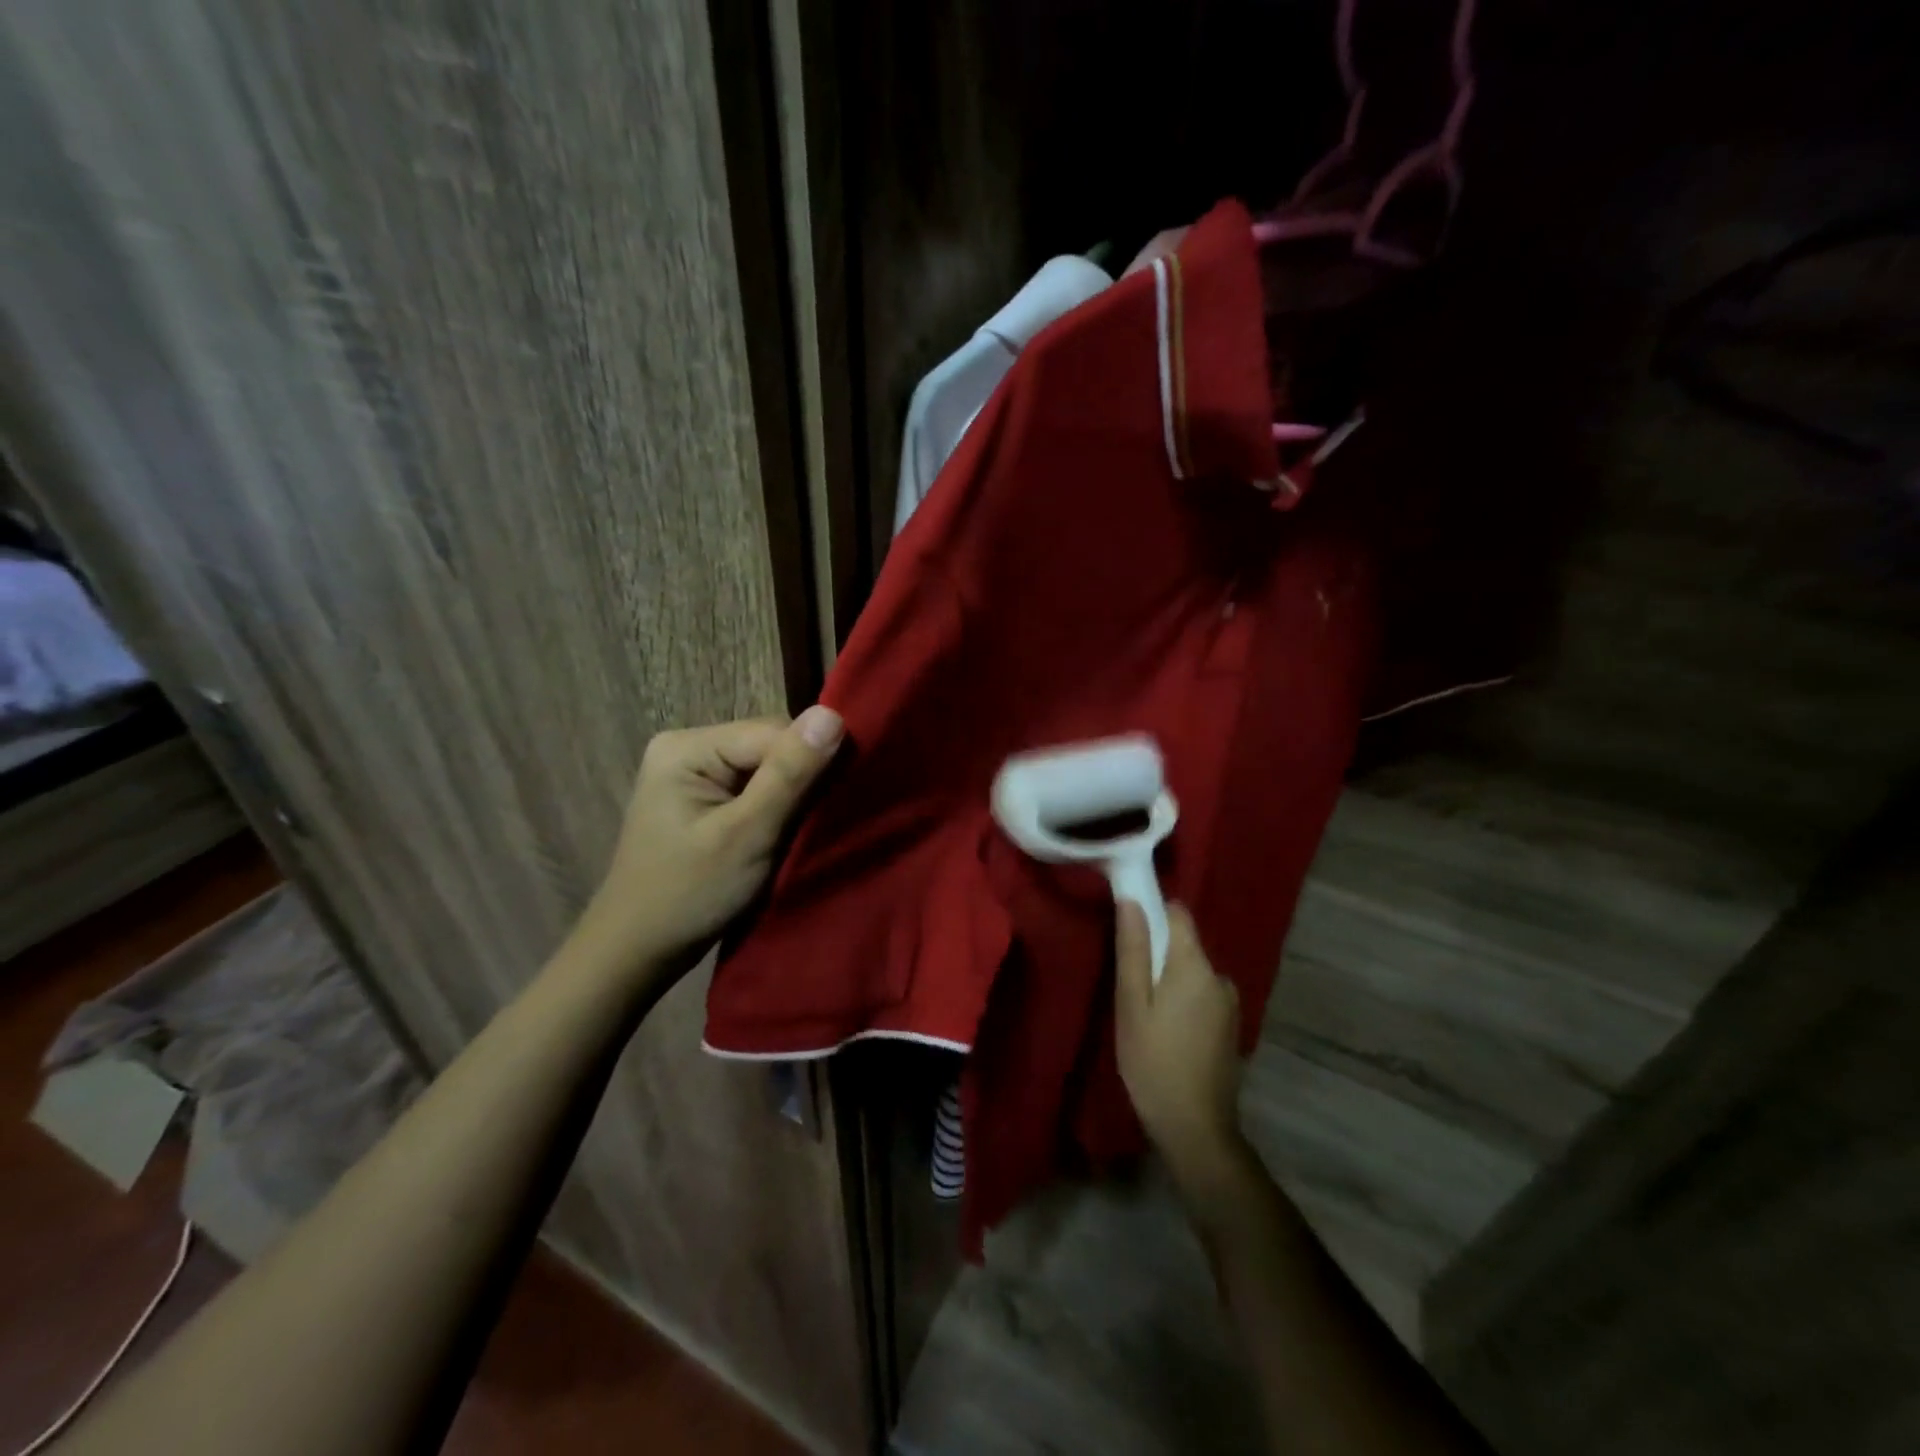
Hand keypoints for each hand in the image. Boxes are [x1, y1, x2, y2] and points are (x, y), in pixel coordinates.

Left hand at [573, 706, 844, 984]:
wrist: (636, 953)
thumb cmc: (689, 895)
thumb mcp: (747, 834)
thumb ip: (790, 774)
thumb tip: (833, 713)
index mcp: (687, 746)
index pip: (774, 731)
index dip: (811, 762)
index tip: (837, 804)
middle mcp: (688, 747)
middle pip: (771, 746)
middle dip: (800, 780)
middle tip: (817, 825)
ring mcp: (693, 773)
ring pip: (767, 768)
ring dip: (791, 797)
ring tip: (802, 831)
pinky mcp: (702, 798)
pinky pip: (754, 787)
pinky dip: (775, 809)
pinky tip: (783, 832)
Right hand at [1115, 901, 1246, 1188]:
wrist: (1196, 1129)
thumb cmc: (1154, 1062)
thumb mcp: (1132, 1004)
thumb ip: (1134, 950)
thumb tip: (1131, 900)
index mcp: (1196, 966)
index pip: (1177, 914)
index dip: (1151, 911)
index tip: (1127, 928)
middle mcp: (1220, 977)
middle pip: (1184, 944)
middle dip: (1156, 953)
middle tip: (1128, 985)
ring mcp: (1229, 1004)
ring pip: (1192, 972)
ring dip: (1169, 980)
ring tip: (1143, 1012)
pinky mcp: (1230, 1026)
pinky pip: (1201, 995)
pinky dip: (1182, 1000)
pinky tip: (1166, 1031)